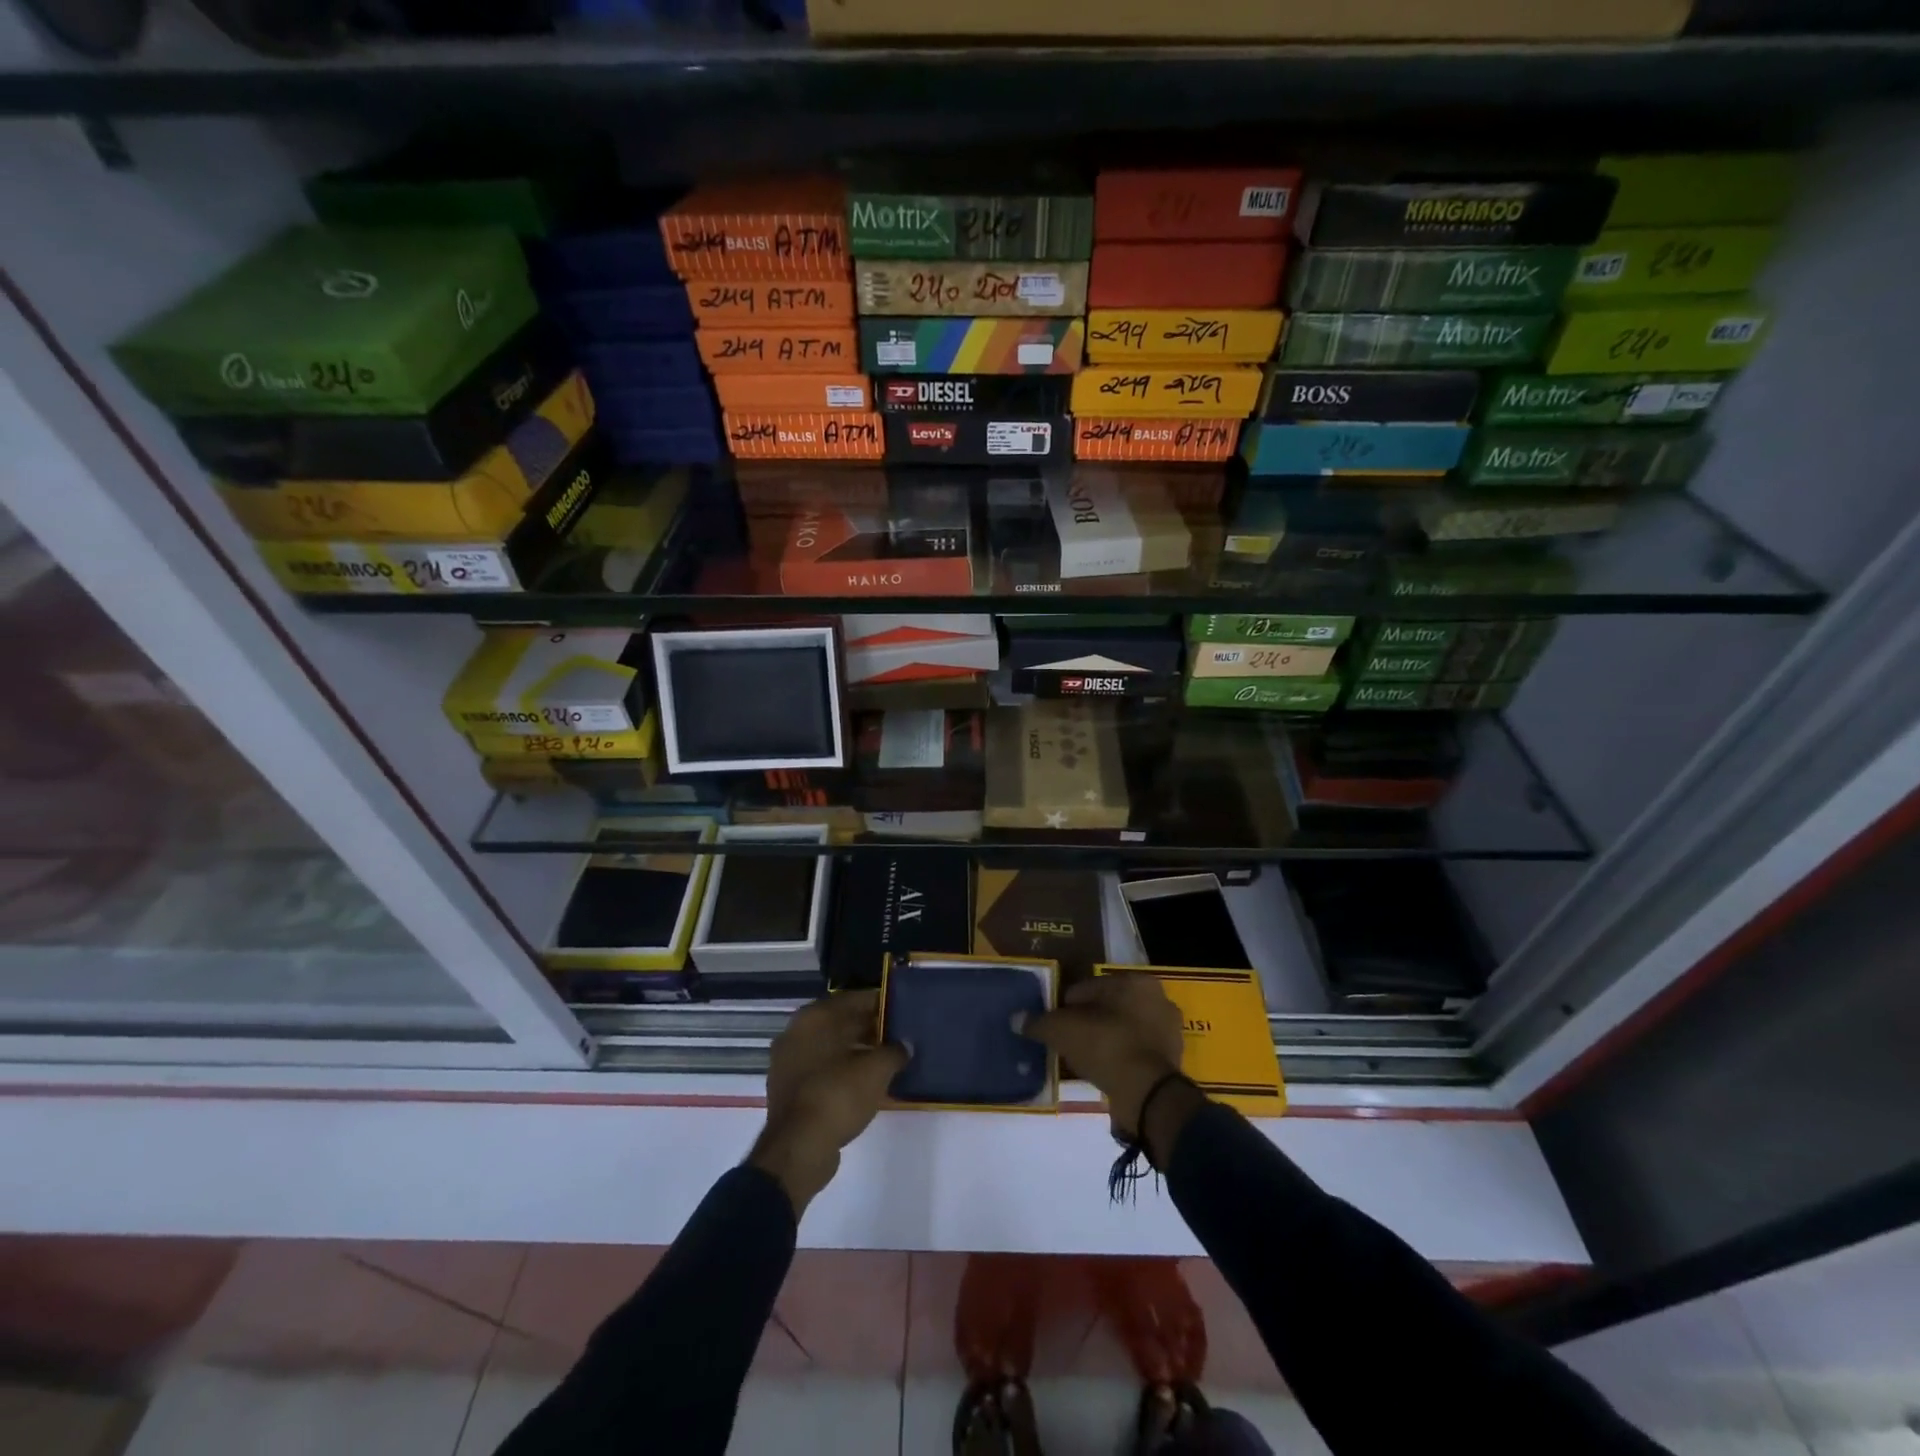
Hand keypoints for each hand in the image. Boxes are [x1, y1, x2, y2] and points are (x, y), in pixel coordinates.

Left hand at [749, 989, 906, 1214]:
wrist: (798, 1149)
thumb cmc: (838, 1095)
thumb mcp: (876, 1070)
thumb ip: (894, 1051)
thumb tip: (905, 1045)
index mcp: (815, 1017)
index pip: (854, 999)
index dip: (881, 1004)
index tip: (903, 1010)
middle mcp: (797, 1032)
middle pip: (840, 1022)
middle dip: (869, 1028)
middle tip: (899, 1035)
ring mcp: (788, 1061)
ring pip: (831, 1047)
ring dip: (857, 1051)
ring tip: (887, 1059)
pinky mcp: (788, 1088)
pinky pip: (822, 1069)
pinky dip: (842, 1070)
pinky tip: (866, 1082)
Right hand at [1021, 974, 1185, 1134]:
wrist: (1148, 1095)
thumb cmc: (1106, 1047)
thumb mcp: (1063, 1031)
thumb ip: (1039, 1023)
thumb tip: (1017, 1019)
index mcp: (1134, 981)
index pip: (1087, 988)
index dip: (1066, 1007)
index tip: (1055, 1027)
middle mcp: (1156, 998)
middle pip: (1107, 1007)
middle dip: (1088, 1023)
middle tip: (1068, 1044)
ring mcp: (1168, 1029)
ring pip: (1123, 1029)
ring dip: (1105, 1040)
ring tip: (1084, 1060)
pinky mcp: (1172, 1058)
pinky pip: (1136, 1051)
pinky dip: (1120, 1058)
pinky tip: (1104, 1072)